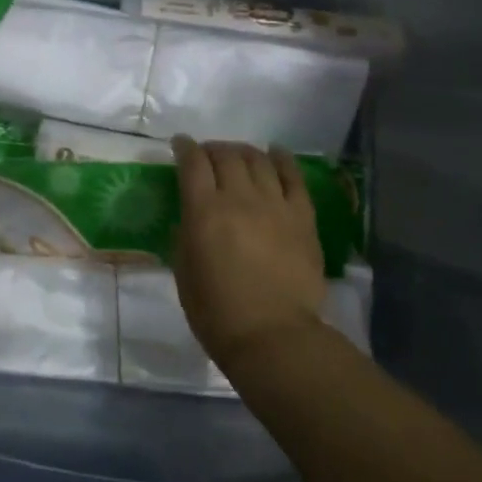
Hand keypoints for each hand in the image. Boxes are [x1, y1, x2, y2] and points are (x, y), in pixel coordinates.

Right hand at [172, 137, 327, 370]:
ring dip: (243, 151)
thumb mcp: (183, 269)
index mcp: (203, 211)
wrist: (272, 336)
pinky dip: (282, 160)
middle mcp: (239, 198)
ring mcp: (275, 205)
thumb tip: (192, 214)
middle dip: (213, 149)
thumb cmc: (216, 311)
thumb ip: (186, 233)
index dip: (184, 148)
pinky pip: (294, 178)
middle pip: (226, 155)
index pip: (192, 163)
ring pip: (258, 160)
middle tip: (207, 155)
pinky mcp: (302, 218)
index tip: (180, 144)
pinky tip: (276, 154)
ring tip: (238, 155)